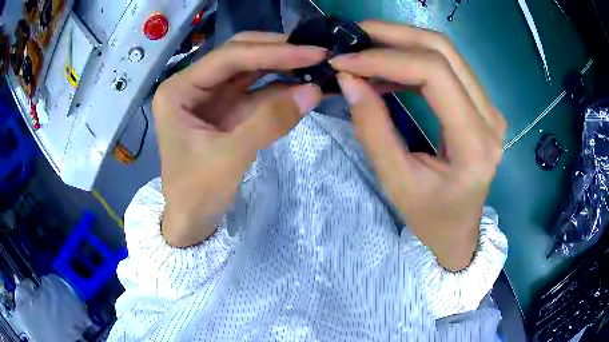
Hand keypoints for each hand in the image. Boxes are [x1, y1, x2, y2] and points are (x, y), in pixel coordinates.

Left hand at [153, 32, 324, 246]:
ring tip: (317, 65)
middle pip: (239, 56)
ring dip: (282, 68)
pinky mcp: (227, 111)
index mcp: (179, 90)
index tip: (312, 51)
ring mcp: (211, 97)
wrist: (191, 221)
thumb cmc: (196, 193)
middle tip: (316, 52)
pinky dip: (281, 90)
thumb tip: (313, 91)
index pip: (229, 58)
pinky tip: (304, 86)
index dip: (272, 52)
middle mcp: (193, 85)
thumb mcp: (229, 157)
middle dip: (277, 53)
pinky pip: (257, 93)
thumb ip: (270, 121)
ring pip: (251, 71)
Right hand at [330, 22, 505, 270]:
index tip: (346, 61)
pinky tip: (386, 69)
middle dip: (394, 35)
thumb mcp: (397, 182)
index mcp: (474, 143)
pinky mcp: (480, 106)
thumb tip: (348, 80)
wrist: (459, 231)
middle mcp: (489, 117)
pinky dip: (412, 60)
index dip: (386, 59)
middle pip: (443, 50)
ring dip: (402, 42)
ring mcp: (488, 108)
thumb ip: (373, 128)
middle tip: (353, 36)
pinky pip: (447, 67)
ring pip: (446, 52)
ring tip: (365, 49)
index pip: (434, 74)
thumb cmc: (432, 217)